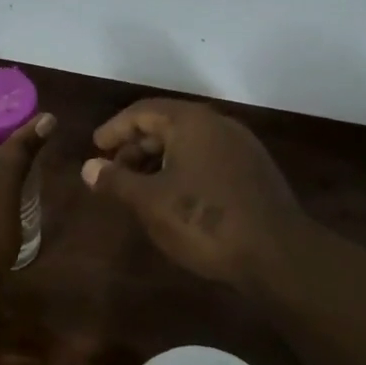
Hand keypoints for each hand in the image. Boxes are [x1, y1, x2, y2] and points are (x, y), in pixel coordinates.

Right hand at [81, 99, 303, 287]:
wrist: (277, 253)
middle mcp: (218, 124)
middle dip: (136, 146)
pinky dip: (183, 169)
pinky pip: (208, 158)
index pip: (143, 111)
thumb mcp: (151, 202)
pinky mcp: (253, 170)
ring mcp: (241, 146)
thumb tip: (88, 167)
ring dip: (159, 160)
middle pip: (168, 123)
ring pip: (189, 143)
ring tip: (138, 188)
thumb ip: (117, 181)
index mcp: (192, 121)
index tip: (95, 147)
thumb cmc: (205, 221)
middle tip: (113, 171)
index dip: (115, 129)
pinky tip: (175, 196)